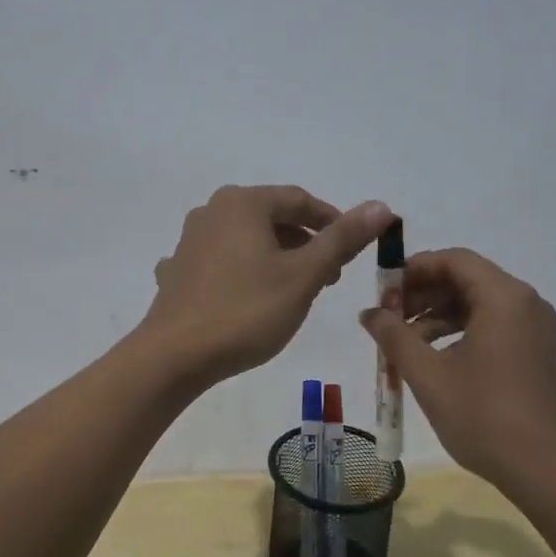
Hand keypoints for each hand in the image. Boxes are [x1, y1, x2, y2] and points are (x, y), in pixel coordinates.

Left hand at [140, 186, 390, 384]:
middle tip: (331, 276)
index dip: (332, 221)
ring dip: (276, 258)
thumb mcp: (303, 276)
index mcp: (242, 203)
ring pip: (246, 241)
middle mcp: (212, 211)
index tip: (353, 250)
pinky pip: (221, 263)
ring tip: (296, 291)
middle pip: (271, 218)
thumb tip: (381, 205)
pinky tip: (248, 298)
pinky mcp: (178, 271)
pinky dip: (243, 274)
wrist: (174, 356)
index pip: (299, 200)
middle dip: (305, 243)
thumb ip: (342, 239)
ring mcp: (189, 242)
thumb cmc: (246, 311)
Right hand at [359, 248, 555, 496]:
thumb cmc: (486, 417)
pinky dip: (461, 334)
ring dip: (438, 317)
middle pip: (467, 280)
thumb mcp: (429, 376)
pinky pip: (495, 328)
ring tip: (406, 346)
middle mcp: (526, 304)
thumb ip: (394, 337)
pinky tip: (437, 362)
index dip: (414, 269)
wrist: (553, 474)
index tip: (383, 292)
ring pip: (479, 306)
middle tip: (388, 319)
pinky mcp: (539, 355)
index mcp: (504, 298)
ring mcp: (537, 331)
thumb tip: (369, 313)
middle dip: (423, 295)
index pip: (454, 260)